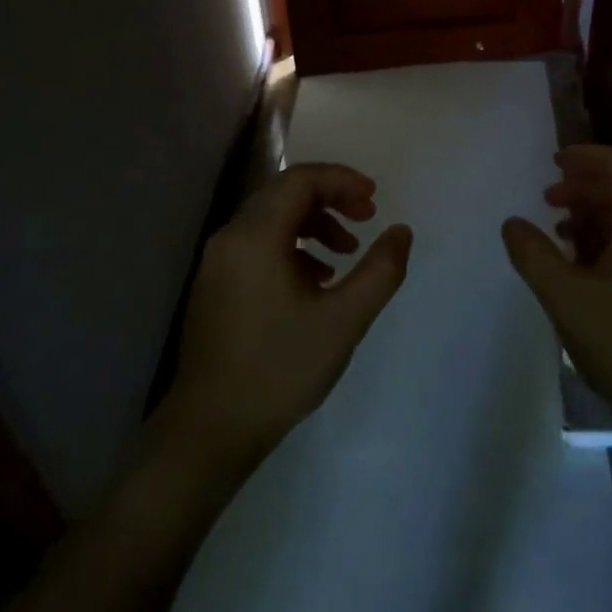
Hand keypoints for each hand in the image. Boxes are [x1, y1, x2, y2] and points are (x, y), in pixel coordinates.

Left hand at [162, 163, 412, 467]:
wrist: (210, 430)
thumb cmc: (279, 370)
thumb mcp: (343, 321)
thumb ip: (380, 271)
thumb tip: (401, 231)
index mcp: (256, 236)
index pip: (300, 180)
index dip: (341, 181)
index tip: (374, 199)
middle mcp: (231, 238)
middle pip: (284, 193)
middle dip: (330, 198)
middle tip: (366, 217)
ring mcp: (218, 262)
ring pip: (271, 219)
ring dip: (313, 223)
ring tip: (346, 253)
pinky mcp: (216, 285)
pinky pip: (258, 244)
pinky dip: (292, 246)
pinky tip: (317, 280)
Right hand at [502, 145, 611, 449]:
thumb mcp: (567, 298)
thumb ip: (534, 255)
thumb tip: (512, 223)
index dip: (585, 156)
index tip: (553, 161)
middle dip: (584, 188)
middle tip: (547, 200)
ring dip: (595, 217)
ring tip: (560, 236)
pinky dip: (611, 242)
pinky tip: (586, 270)